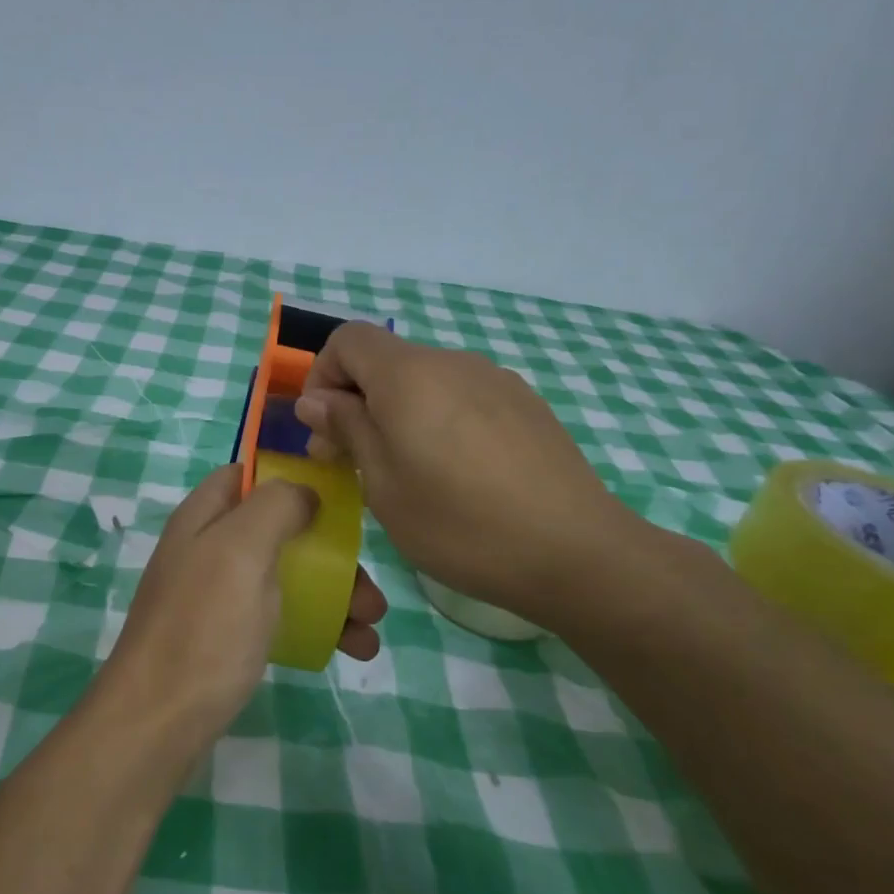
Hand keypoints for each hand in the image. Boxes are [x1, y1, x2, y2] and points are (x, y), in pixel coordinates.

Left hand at [101, 464, 387, 747]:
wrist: (157, 723)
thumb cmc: (204, 626)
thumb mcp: (240, 550)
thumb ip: (275, 507)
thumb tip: (305, 493)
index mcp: (204, 518)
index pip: (247, 476)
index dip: (291, 479)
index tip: (338, 500)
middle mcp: (209, 550)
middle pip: (278, 531)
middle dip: (330, 553)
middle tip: (369, 588)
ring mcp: (217, 597)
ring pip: (286, 577)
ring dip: (334, 594)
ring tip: (371, 626)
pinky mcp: (227, 638)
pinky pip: (280, 617)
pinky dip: (318, 625)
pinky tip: (351, 648)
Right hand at [294, 323, 648, 626]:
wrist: (576, 553)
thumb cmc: (461, 525)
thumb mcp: (383, 485)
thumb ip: (347, 429)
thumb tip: (316, 399)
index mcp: (409, 376)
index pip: (348, 340)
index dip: (323, 375)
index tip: (324, 429)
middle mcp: (453, 363)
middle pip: (386, 361)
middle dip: (357, 401)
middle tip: (352, 462)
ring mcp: (496, 380)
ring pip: (425, 381)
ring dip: (398, 413)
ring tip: (408, 472)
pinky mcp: (526, 404)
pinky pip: (463, 396)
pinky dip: (439, 419)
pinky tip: (458, 473)